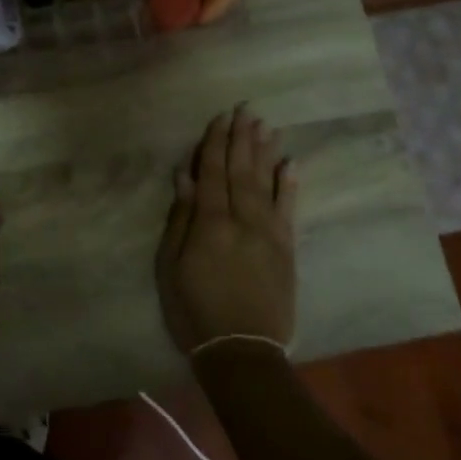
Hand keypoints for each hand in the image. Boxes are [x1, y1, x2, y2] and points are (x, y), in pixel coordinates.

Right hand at [156, 105, 297, 356]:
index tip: (219, 117)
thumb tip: (184, 177)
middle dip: (241, 138)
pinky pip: (289, 209)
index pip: (213, 173)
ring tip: (266, 125)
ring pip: (266, 183)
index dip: (215, 144)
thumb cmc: (194, 310)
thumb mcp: (171, 266)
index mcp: (211, 223)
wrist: (242, 350)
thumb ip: (180, 218)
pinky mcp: (287, 249)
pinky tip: (290, 163)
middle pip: (241, 171)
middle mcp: (243, 220)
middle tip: (246, 109)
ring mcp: (270, 233)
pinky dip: (289, 185)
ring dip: (265, 152)